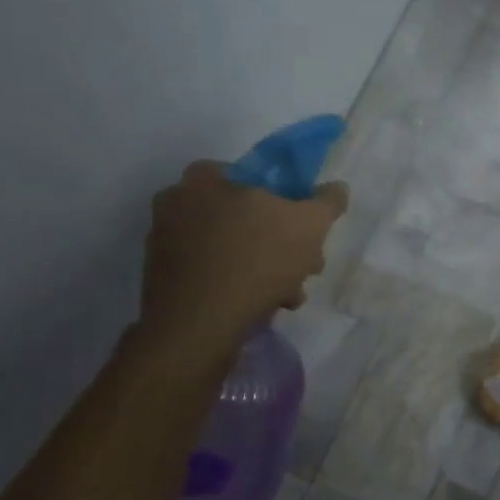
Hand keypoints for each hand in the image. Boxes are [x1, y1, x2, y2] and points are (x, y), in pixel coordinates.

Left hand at [138, 161, 348, 360]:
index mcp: (203, 179)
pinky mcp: (163, 279)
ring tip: (288, 293)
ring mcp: (165, 244)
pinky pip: (211, 272)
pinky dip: (237, 284)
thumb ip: (326, 201)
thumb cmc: (257, 259)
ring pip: (230, 248)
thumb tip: (336, 188)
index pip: (248, 174)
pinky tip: (261, 305)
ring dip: (263, 268)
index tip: (301, 225)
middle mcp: (175, 204)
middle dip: (278, 241)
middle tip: (302, 265)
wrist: (200, 325)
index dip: (282, 198)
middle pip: (242, 216)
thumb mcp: (310, 224)